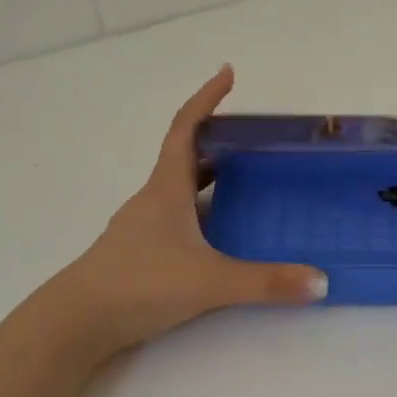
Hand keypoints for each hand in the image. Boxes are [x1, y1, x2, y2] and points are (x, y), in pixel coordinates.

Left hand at [45, 66, 325, 353]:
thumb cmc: (139, 284)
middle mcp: (153, 199)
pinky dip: (200, 210)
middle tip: (253, 138)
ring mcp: (143, 227)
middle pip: (184, 155)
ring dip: (208, 176)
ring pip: (179, 188)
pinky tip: (219, 233)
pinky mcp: (140, 253)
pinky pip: (177, 218)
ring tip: (245, 179)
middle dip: (217, 139)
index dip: (206, 98)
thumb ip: (265, 282)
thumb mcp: (208, 281)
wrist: (75, 322)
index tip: (227, 73)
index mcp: (166, 188)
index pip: (186, 128)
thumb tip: (321, 282)